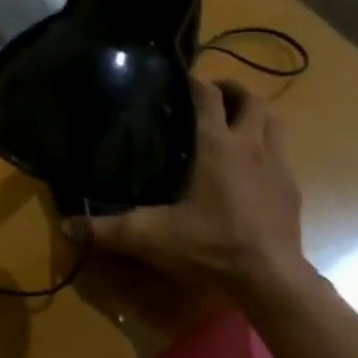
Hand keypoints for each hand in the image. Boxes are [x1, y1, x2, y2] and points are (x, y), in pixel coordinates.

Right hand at [69, 78, 308, 295]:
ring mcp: (278, 166)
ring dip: (255, 114)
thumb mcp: (151, 237)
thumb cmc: (212, 246)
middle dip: (232, 90)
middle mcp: (251, 146)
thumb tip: (66, 227)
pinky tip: (250, 169)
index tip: (180, 78)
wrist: (271, 278)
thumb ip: (107, 230)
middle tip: (209, 97)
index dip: (195, 82)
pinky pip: (282, 153)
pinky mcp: (291, 189)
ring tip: (233, 123)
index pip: (209, 97)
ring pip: (274, 121)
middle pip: (252, 99)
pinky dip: (267, 147)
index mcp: (217, 146)